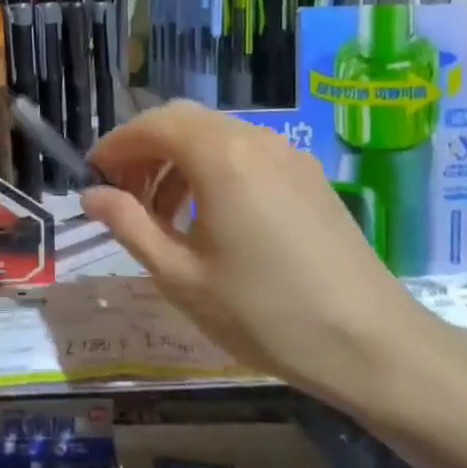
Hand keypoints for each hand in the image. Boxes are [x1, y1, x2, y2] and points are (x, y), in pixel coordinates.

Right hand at [80, 102, 439, 410]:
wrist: (374, 346)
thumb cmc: (266, 314)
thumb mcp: (182, 277)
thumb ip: (130, 226)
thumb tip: (92, 195)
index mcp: (221, 157)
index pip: (152, 125)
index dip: (116, 145)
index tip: (92, 176)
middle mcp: (256, 140)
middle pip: (183, 121)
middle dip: (145, 149)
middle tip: (123, 196)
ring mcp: (288, 154)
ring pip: (215, 135)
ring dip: (178, 160)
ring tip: (161, 214)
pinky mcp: (308, 176)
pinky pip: (246, 153)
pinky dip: (212, 169)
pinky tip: (209, 217)